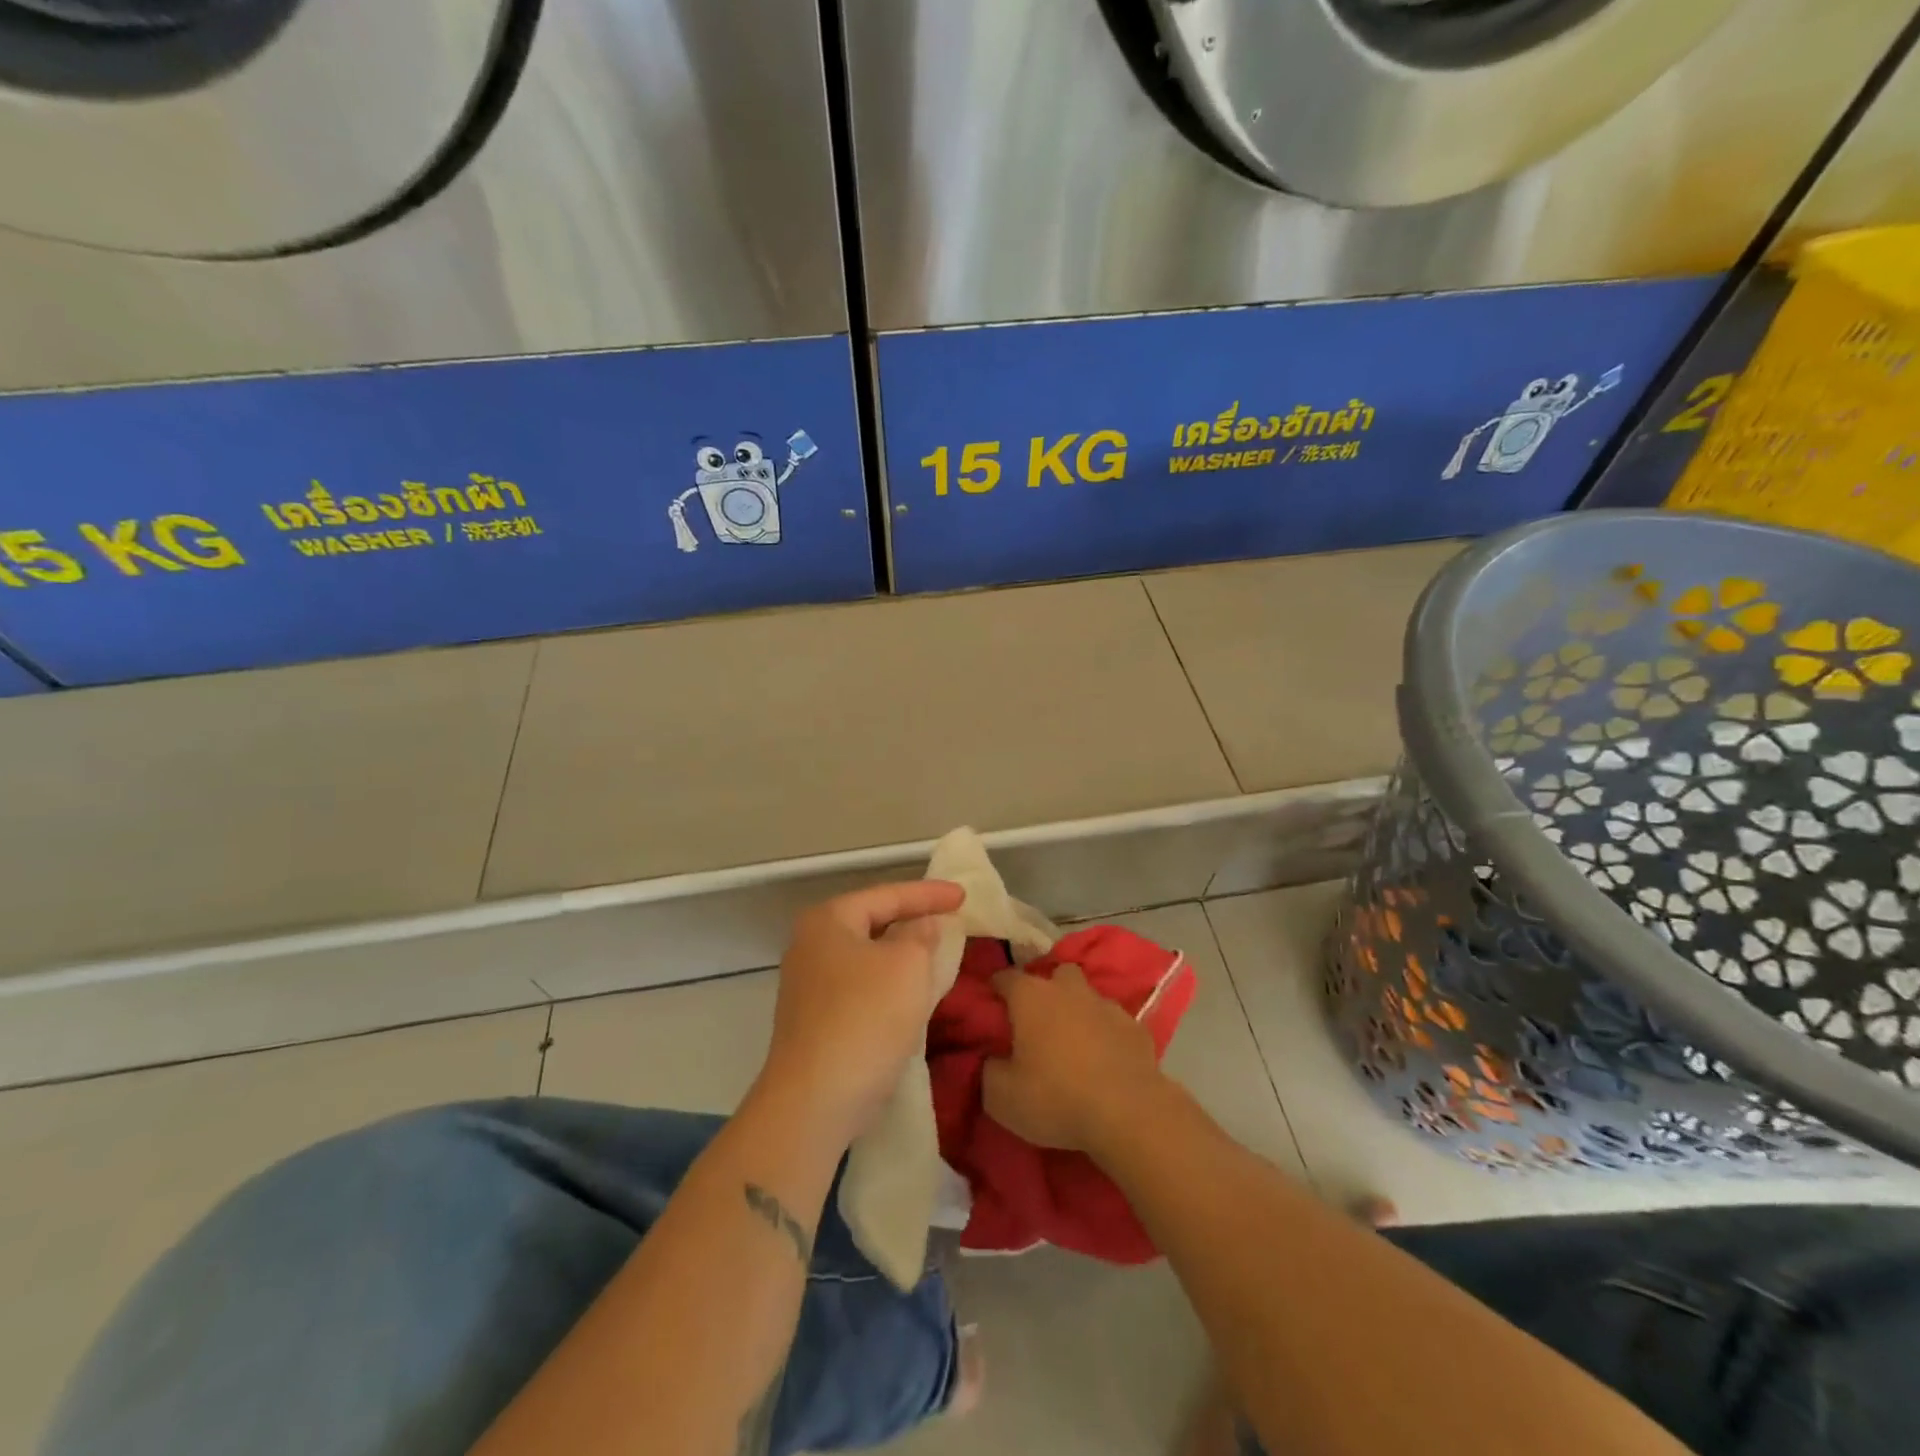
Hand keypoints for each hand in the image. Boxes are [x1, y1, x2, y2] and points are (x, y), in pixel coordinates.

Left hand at [755, 879, 964, 1148]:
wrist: (815, 1101)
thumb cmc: (866, 1017)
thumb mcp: (908, 965)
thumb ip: (922, 935)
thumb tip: (923, 926)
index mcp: (828, 921)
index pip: (886, 895)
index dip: (928, 893)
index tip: (963, 895)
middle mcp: (811, 945)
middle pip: (873, 923)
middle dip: (912, 921)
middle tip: (950, 920)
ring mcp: (808, 986)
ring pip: (868, 958)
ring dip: (902, 956)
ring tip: (937, 954)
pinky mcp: (815, 1021)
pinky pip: (861, 987)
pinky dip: (888, 984)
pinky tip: (911, 995)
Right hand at [983, 964, 1169, 1155]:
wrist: (1128, 1113)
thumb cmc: (1056, 1098)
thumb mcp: (1001, 1096)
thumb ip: (989, 1069)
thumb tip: (992, 1058)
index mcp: (1031, 996)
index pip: (1004, 976)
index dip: (995, 990)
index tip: (990, 1008)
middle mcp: (1068, 989)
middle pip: (1054, 974)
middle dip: (1046, 990)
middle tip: (1037, 1023)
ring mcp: (1106, 1005)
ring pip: (1087, 995)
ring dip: (1078, 1011)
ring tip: (1074, 1042)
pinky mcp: (1136, 1027)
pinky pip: (1113, 1022)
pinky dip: (1106, 1033)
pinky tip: (1105, 1059)